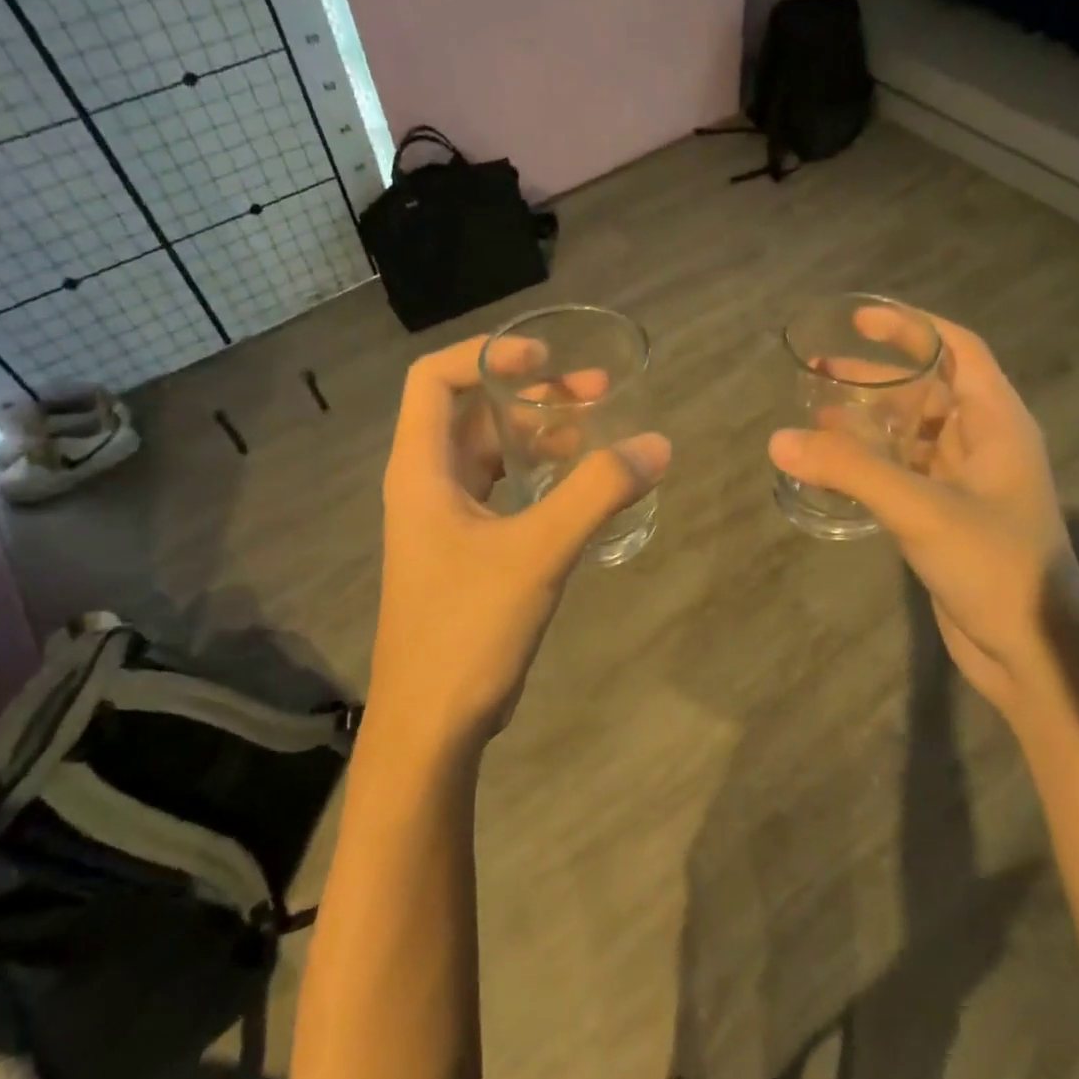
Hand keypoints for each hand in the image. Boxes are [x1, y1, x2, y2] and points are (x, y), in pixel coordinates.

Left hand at [369, 334, 670, 756]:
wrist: (432, 723)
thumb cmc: (467, 628)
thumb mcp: (537, 552)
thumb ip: (597, 493)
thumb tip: (656, 445)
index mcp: (421, 471)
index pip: (434, 380)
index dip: (487, 355)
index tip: (546, 358)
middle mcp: (427, 486)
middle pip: (473, 414)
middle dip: (532, 395)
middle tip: (596, 393)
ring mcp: (446, 522)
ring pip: (492, 455)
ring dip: (540, 436)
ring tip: (598, 431)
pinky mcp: (467, 553)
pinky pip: (505, 494)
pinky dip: (541, 478)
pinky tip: (582, 487)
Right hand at [769, 310, 1077, 714]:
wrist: (1030, 650)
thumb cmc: (994, 566)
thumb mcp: (921, 509)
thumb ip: (851, 471)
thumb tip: (779, 440)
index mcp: (997, 423)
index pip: (959, 351)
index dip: (912, 328)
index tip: (860, 319)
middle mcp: (983, 444)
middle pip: (926, 391)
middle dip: (876, 378)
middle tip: (820, 371)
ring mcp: (964, 483)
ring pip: (910, 435)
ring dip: (867, 424)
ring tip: (814, 417)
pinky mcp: (944, 516)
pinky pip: (902, 474)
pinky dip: (868, 465)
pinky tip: (831, 468)